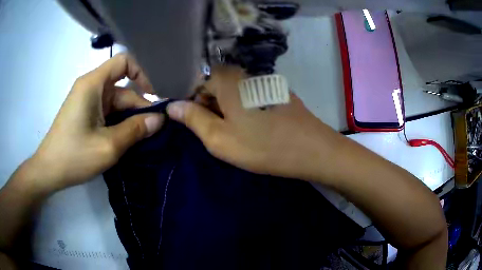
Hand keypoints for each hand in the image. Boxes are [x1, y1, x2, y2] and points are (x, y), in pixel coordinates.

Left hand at [27, 54, 163, 191]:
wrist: (49, 171)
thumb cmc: (74, 156)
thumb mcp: (108, 146)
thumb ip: (135, 130)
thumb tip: (160, 120)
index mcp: (93, 84)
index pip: (124, 62)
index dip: (142, 74)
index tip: (154, 97)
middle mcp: (90, 87)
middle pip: (122, 88)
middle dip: (138, 107)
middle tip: (154, 130)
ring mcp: (87, 101)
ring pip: (115, 103)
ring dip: (129, 119)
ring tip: (143, 139)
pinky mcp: (85, 114)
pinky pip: (107, 113)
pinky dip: (119, 124)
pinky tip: (126, 140)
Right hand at [167, 66, 344, 180]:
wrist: (311, 149)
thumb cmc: (262, 145)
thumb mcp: (219, 138)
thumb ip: (192, 119)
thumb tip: (171, 106)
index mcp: (226, 79)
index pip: (197, 85)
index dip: (194, 106)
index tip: (202, 127)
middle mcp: (244, 72)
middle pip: (215, 86)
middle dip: (211, 108)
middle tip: (221, 134)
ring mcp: (263, 79)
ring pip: (233, 92)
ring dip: (229, 111)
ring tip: (239, 133)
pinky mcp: (275, 89)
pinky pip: (250, 95)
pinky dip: (245, 109)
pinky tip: (256, 127)